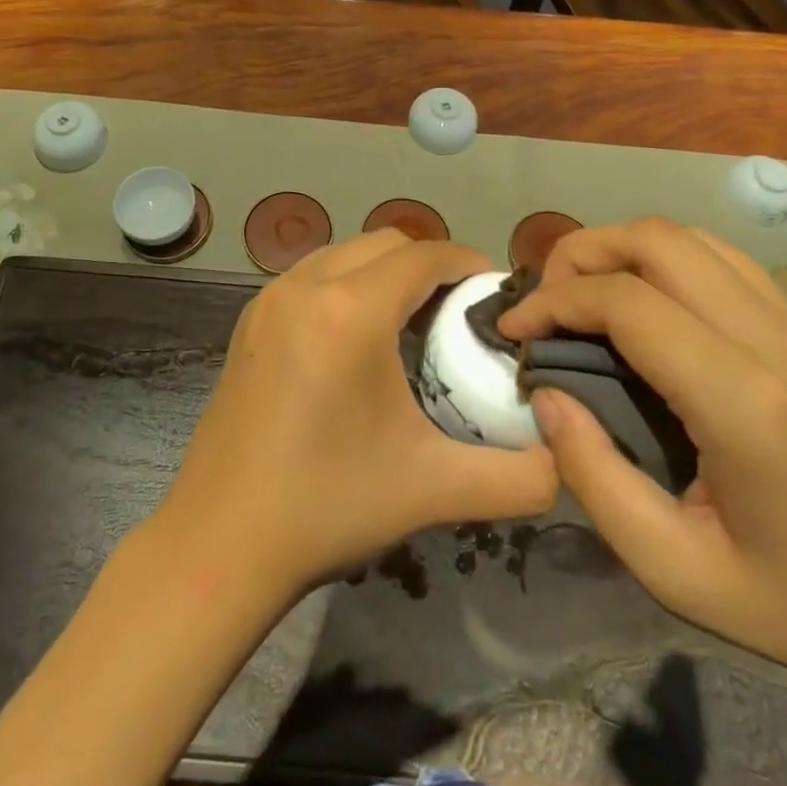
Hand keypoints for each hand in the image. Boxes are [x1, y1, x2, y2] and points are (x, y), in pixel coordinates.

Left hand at [161, 230, 558, 594]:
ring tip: (412, 321)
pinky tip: (358, 339)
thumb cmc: (328, 506)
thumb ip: (519, 477)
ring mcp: (268, 300)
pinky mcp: (249, 321)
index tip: (495, 292)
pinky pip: (312, 276)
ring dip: (384, 272)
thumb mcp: (434, 490)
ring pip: (344, 252)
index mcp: (349, 312)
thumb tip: (567, 461)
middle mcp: (304, 287)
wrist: (219, 543)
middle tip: (459, 311)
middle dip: (429, 264)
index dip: (467, 262)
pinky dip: (346, 284)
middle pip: (384, 243)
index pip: (423, 256)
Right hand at [498, 218, 786, 721]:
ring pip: (691, 237)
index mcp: (745, 403)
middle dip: (581, 253)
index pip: (626, 302)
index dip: (553, 301)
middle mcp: (775, 342)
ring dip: (623, 248)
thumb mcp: (680, 574)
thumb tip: (546, 397)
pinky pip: (723, 259)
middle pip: (657, 241)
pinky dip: (665, 260)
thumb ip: (596, 480)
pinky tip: (646, 306)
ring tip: (584, 296)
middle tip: (544, 302)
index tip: (513, 331)